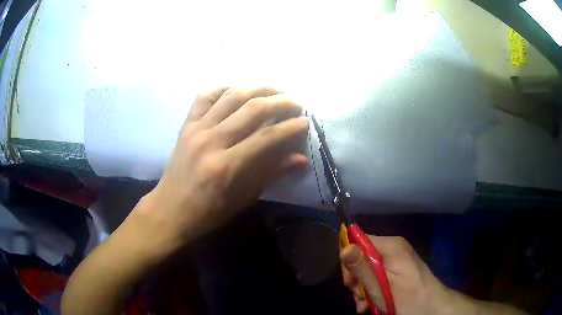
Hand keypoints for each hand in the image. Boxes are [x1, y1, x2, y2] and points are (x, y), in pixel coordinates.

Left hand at [134, 86, 307, 248]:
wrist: (170, 209)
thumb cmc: (208, 212)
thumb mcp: (243, 199)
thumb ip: (272, 174)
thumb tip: (300, 158)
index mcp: (227, 166)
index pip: (267, 137)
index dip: (291, 127)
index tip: (305, 122)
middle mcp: (211, 141)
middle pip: (252, 109)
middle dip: (280, 102)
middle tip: (296, 103)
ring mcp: (196, 129)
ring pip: (231, 96)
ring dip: (258, 88)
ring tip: (275, 90)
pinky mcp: (186, 125)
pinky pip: (205, 96)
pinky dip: (224, 88)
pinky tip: (239, 89)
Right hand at [340, 236, 446, 314]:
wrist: (432, 308)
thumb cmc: (406, 298)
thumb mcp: (380, 287)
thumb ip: (362, 268)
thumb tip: (344, 247)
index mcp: (390, 246)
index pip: (358, 241)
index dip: (349, 262)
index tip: (350, 283)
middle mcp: (394, 248)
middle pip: (363, 257)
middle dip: (357, 280)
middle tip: (359, 297)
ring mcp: (398, 259)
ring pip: (369, 269)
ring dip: (363, 288)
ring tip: (365, 305)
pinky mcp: (400, 269)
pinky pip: (379, 275)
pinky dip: (373, 289)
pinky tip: (371, 304)